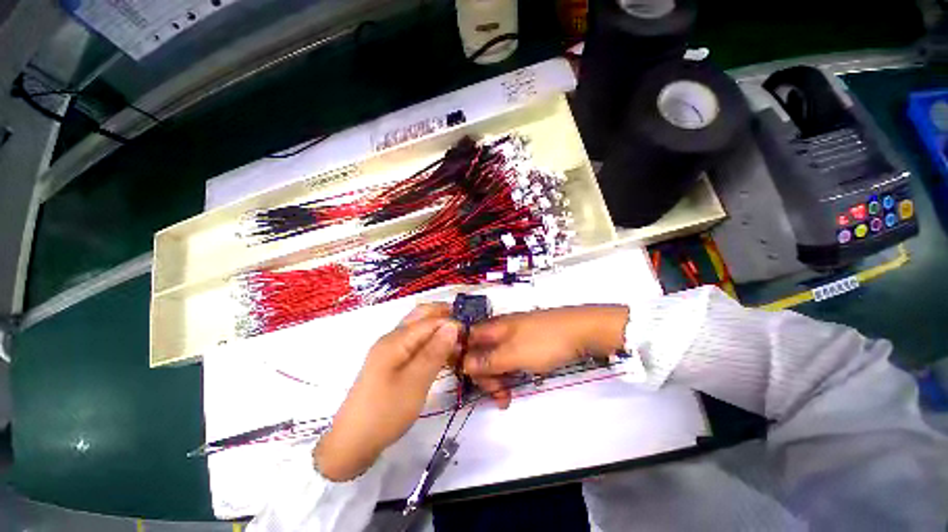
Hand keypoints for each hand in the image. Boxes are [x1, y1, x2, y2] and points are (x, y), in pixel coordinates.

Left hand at [314, 304, 460, 480]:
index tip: (471, 334)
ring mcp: (390, 351)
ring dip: (438, 331)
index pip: (430, 320)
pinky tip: (442, 356)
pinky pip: (414, 345)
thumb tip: (453, 325)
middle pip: (421, 317)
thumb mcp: (415, 382)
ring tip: (458, 344)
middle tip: (466, 331)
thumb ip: (435, 351)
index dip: (451, 322)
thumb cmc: (386, 411)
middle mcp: (392, 339)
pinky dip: (430, 345)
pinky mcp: (391, 364)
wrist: (352, 443)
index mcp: (396, 339)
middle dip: (444, 318)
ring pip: (418, 331)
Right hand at [463, 305, 627, 408]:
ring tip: (506, 400)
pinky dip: (509, 374)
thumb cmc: (545, 342)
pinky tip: (514, 388)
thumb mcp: (514, 355)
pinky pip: (510, 358)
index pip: (467, 342)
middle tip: (498, 396)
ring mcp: (515, 335)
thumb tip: (463, 364)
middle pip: (481, 352)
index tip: (472, 382)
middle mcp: (500, 330)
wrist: (582, 330)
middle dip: (484, 376)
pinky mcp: (527, 342)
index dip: (464, 360)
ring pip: (496, 358)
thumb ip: (487, 361)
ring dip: (497, 379)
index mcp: (494, 328)